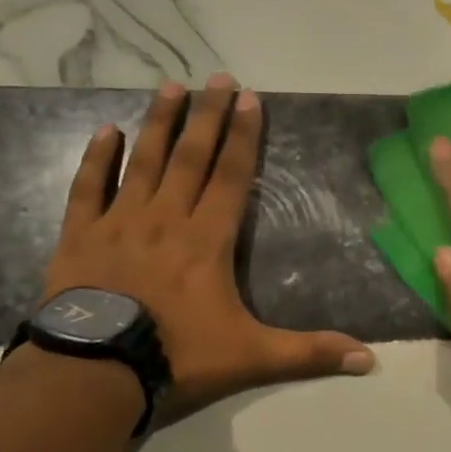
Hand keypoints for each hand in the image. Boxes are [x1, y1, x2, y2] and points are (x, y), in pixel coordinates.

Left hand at [41, 73, 374, 422]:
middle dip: (208, 116)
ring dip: (159, 123)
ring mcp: (120, 223)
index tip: (250, 98)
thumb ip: (310, 353)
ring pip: (143, 162)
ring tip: (170, 87)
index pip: (232, 176)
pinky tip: (105, 130)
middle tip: (218, 77)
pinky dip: (97, 159)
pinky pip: (88, 188)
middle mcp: (166, 219)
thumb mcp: (253, 358)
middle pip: (191, 157)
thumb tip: (370, 360)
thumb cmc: (178, 357)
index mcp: (208, 239)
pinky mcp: (80, 237)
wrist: (94, 374)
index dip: (244, 136)